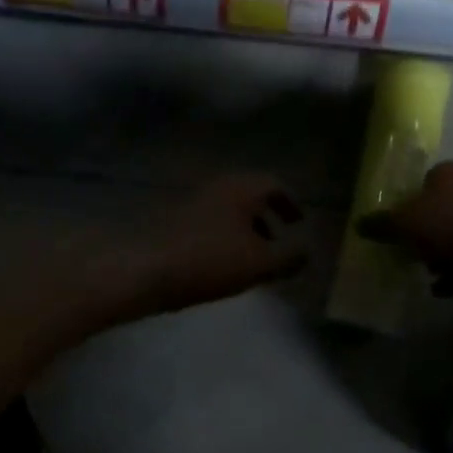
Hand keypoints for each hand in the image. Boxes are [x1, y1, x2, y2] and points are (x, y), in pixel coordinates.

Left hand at [98, 174, 310, 318]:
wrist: (143, 269)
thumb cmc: (209, 261)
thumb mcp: (259, 264)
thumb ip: (289, 257)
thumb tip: (309, 251)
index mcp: (241, 189)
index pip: (274, 184)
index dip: (290, 202)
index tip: (299, 221)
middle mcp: (217, 188)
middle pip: (249, 195)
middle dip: (267, 217)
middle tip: (279, 241)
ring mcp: (192, 203)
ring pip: (227, 211)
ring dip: (245, 230)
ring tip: (253, 260)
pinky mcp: (172, 222)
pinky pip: (209, 224)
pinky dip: (224, 238)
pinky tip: (222, 266)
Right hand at [359, 161, 452, 292]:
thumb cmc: (447, 225)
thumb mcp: (403, 225)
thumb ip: (381, 224)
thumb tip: (359, 224)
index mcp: (450, 172)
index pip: (427, 180)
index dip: (412, 202)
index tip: (403, 225)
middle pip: (446, 207)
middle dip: (431, 231)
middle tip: (415, 252)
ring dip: (447, 253)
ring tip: (431, 274)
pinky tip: (447, 289)